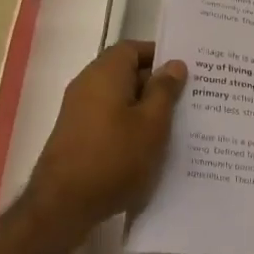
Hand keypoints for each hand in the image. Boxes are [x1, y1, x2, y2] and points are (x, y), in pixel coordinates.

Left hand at [16, 41, 186, 242]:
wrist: (64, 205)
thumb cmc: (114, 158)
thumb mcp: (152, 123)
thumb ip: (164, 90)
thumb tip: (174, 64)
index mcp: (105, 74)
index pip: (132, 48)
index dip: (159, 55)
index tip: (185, 71)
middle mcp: (87, 85)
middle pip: (125, 72)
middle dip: (156, 83)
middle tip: (188, 97)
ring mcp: (79, 111)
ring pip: (119, 98)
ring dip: (145, 107)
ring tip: (175, 123)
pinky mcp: (78, 135)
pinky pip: (110, 118)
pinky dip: (130, 124)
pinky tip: (150, 144)